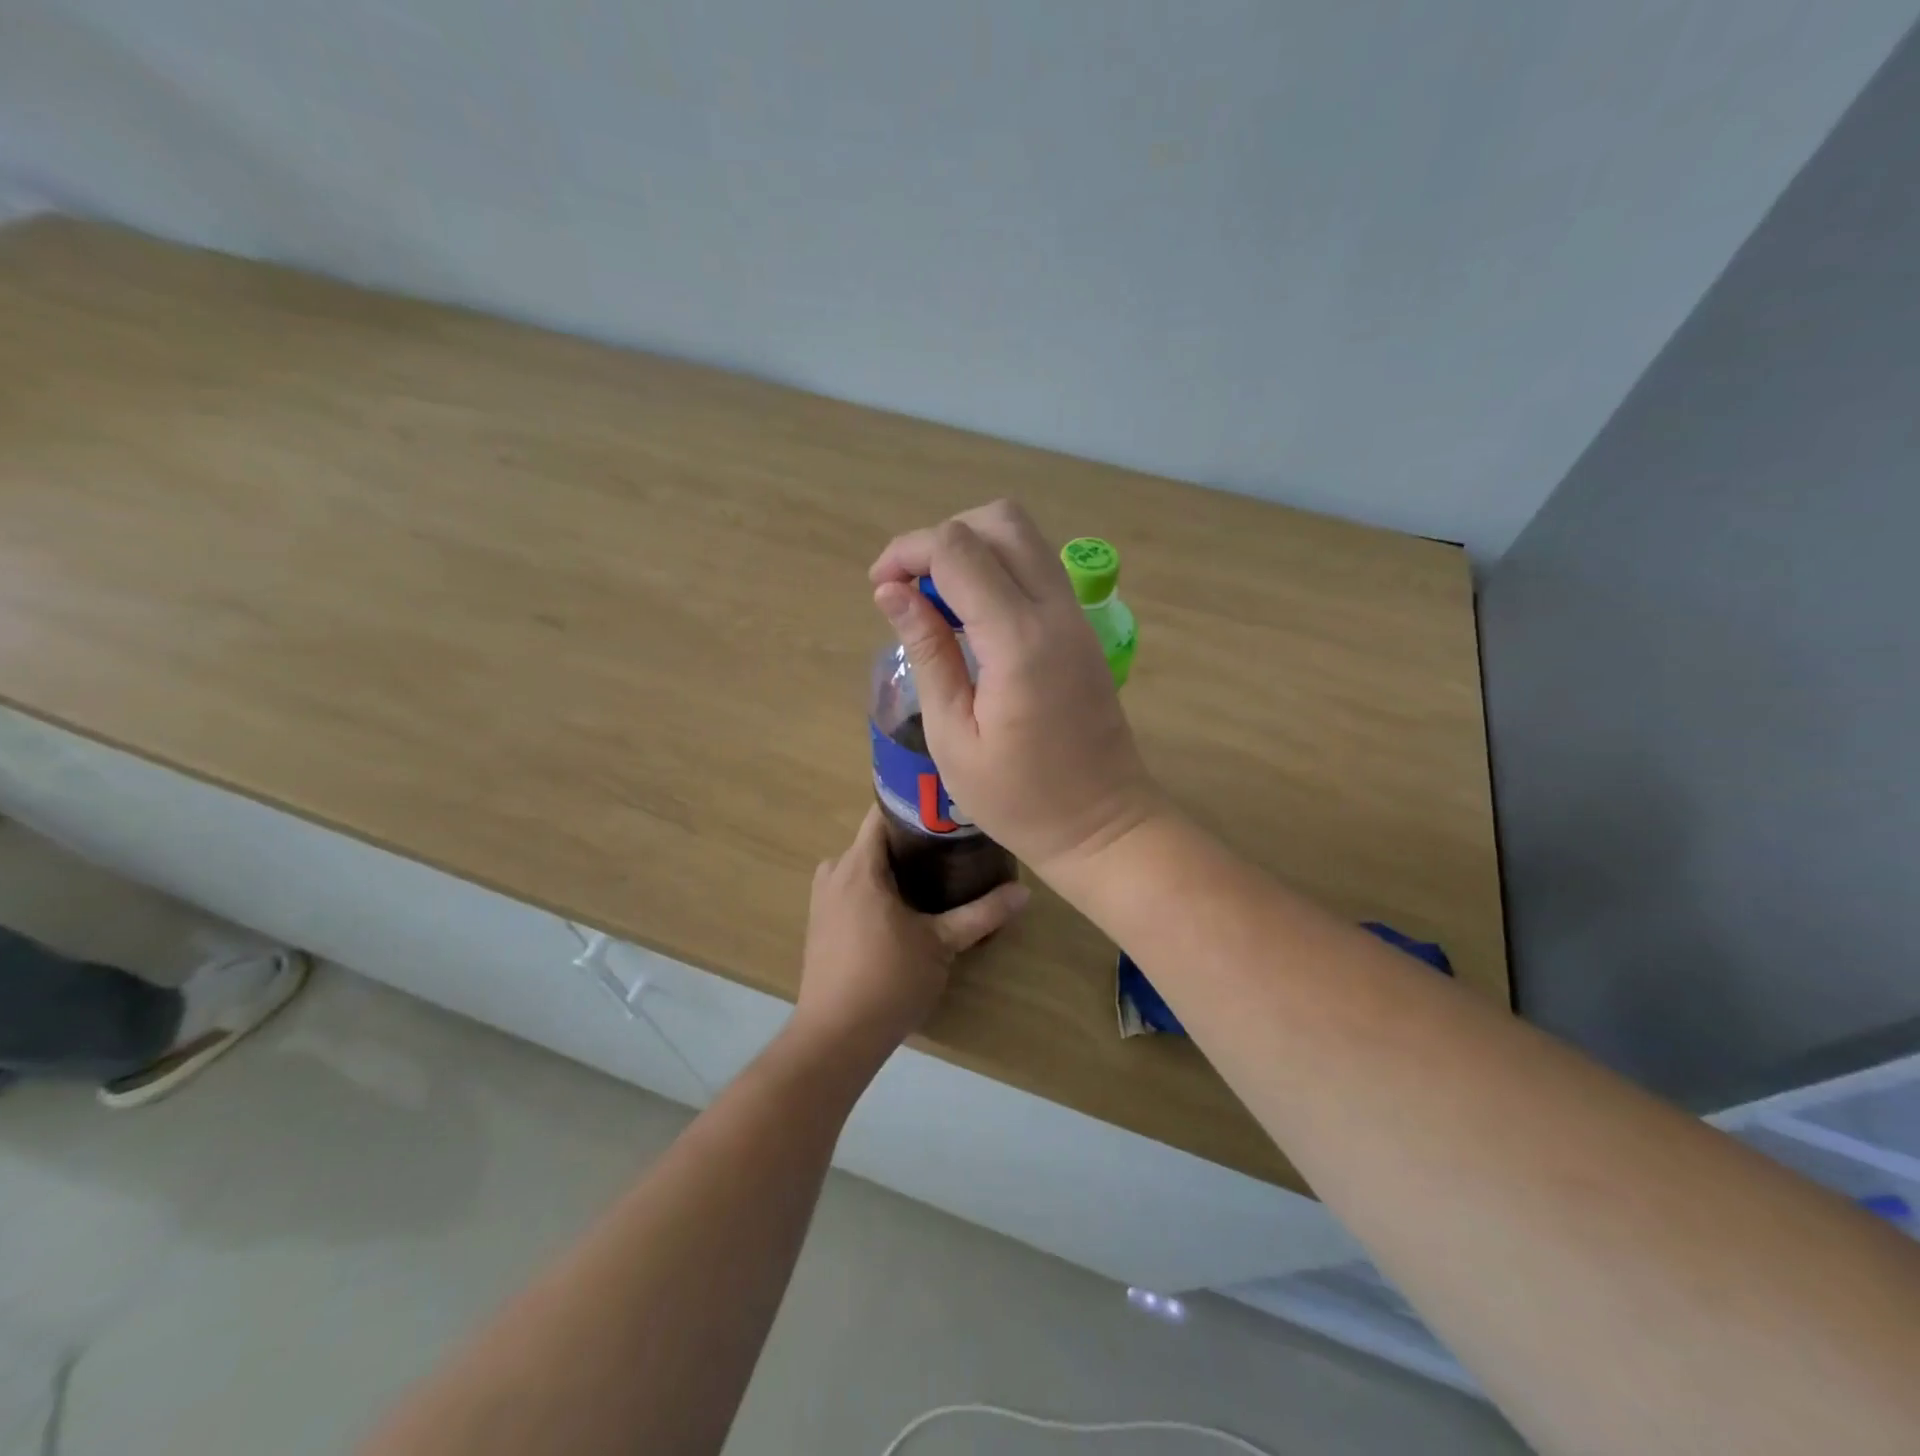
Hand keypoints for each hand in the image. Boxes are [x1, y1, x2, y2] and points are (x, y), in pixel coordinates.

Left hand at [793, 807, 1029, 1058]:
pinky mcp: (821, 922)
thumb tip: (1024, 891)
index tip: (949, 812)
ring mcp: (822, 898)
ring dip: (894, 866)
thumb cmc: (888, 980)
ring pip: (864, 865)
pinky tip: (906, 905)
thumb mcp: (942, 944)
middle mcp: (834, 872)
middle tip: (953, 845)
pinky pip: (852, 887)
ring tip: (935, 874)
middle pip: (875, 839)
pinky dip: (877, 887)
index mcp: (859, 866)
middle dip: (912, 840)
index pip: (882, 812)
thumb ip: (982, 914)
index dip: (916, 805)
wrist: (836, 1037)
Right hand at [869, 499, 1167, 879]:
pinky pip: (1038, 569)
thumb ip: (927, 654)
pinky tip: (972, 617)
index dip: (908, 553)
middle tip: (909, 587)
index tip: (880, 589)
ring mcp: (1077, 618)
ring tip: (936, 600)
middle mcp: (1055, 613)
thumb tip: (893, 592)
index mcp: (1020, 642)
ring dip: (972, 548)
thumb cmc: (1020, 800)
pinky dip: (997, 569)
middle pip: (999, 521)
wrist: (1104, 826)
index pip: (958, 551)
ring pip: (1024, 538)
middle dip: (942, 537)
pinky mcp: (1082, 630)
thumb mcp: (954, 737)